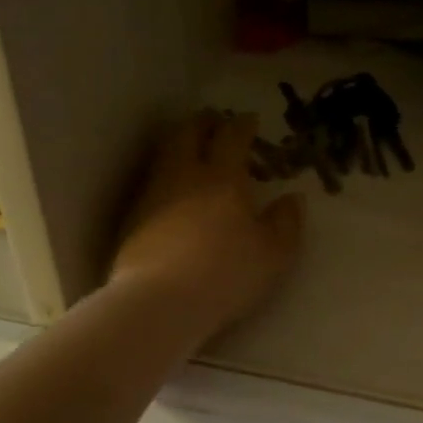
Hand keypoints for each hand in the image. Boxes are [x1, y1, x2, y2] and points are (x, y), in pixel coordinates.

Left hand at [109, 112, 304, 339]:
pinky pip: (151, 185)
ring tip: (190, 152)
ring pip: (164, 156)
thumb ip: (286, 223)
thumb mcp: (273, 254)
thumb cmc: (226, 274)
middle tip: (213, 122)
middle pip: (187, 134)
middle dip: (202, 123)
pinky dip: (165, 178)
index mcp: (222, 177)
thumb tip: (292, 199)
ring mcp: (152, 196)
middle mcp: (183, 176)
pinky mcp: (131, 220)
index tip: (249, 120)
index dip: (242, 125)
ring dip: (179, 146)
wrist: (160, 301)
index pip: (231, 137)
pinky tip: (171, 195)